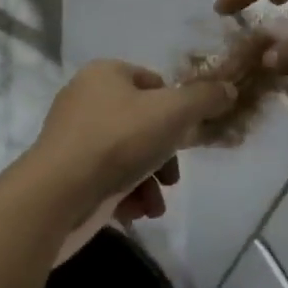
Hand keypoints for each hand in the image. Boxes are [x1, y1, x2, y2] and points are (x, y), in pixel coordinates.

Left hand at [29, 60, 235, 231]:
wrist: (59, 194)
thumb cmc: (118, 141)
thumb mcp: (173, 112)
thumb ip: (205, 98)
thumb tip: (228, 90)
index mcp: (105, 74)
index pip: (153, 82)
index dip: (176, 108)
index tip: (188, 135)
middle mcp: (86, 100)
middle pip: (144, 123)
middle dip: (165, 155)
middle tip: (172, 177)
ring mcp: (74, 138)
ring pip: (129, 155)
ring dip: (150, 181)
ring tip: (155, 204)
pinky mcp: (68, 173)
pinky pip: (108, 178)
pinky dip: (127, 194)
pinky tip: (137, 212)